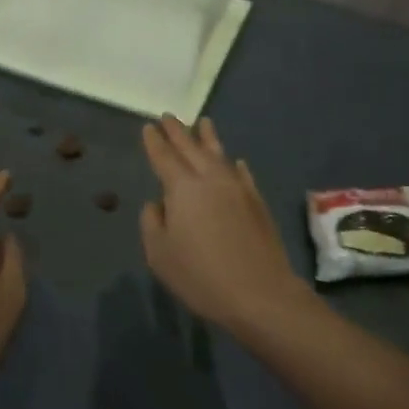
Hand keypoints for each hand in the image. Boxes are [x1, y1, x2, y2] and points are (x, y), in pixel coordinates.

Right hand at [140, 116, 307, 331]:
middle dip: (177, 131)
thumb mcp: (160, 255)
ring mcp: (237, 187)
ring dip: (208, 137)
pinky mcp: (256, 200)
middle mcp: (210, 178)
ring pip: (219, 154)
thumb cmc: (201, 276)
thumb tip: (158, 203)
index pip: (164, 156)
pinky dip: (234, 164)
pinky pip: (242, 173)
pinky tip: (236, 162)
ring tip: (203, 122)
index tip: (149, 126)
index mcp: (182, 187)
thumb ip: (152, 223)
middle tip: (168, 116)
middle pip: (191, 147)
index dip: (154, 141)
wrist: (259, 292)